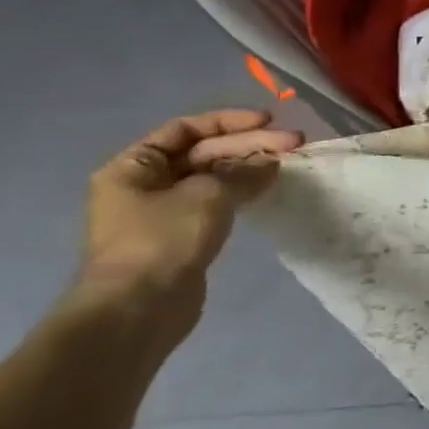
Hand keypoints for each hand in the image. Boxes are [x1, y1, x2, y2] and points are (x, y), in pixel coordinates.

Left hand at [72, 110, 302, 343]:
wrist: (139, 307)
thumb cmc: (164, 239)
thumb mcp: (208, 194)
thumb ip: (243, 171)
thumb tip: (270, 163)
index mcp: (134, 166)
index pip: (186, 129)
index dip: (229, 121)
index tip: (269, 121)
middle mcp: (143, 184)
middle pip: (203, 152)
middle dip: (249, 144)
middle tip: (294, 143)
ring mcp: (162, 212)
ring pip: (213, 177)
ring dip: (249, 167)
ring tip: (288, 163)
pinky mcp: (181, 235)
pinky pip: (215, 201)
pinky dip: (242, 191)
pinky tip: (268, 188)